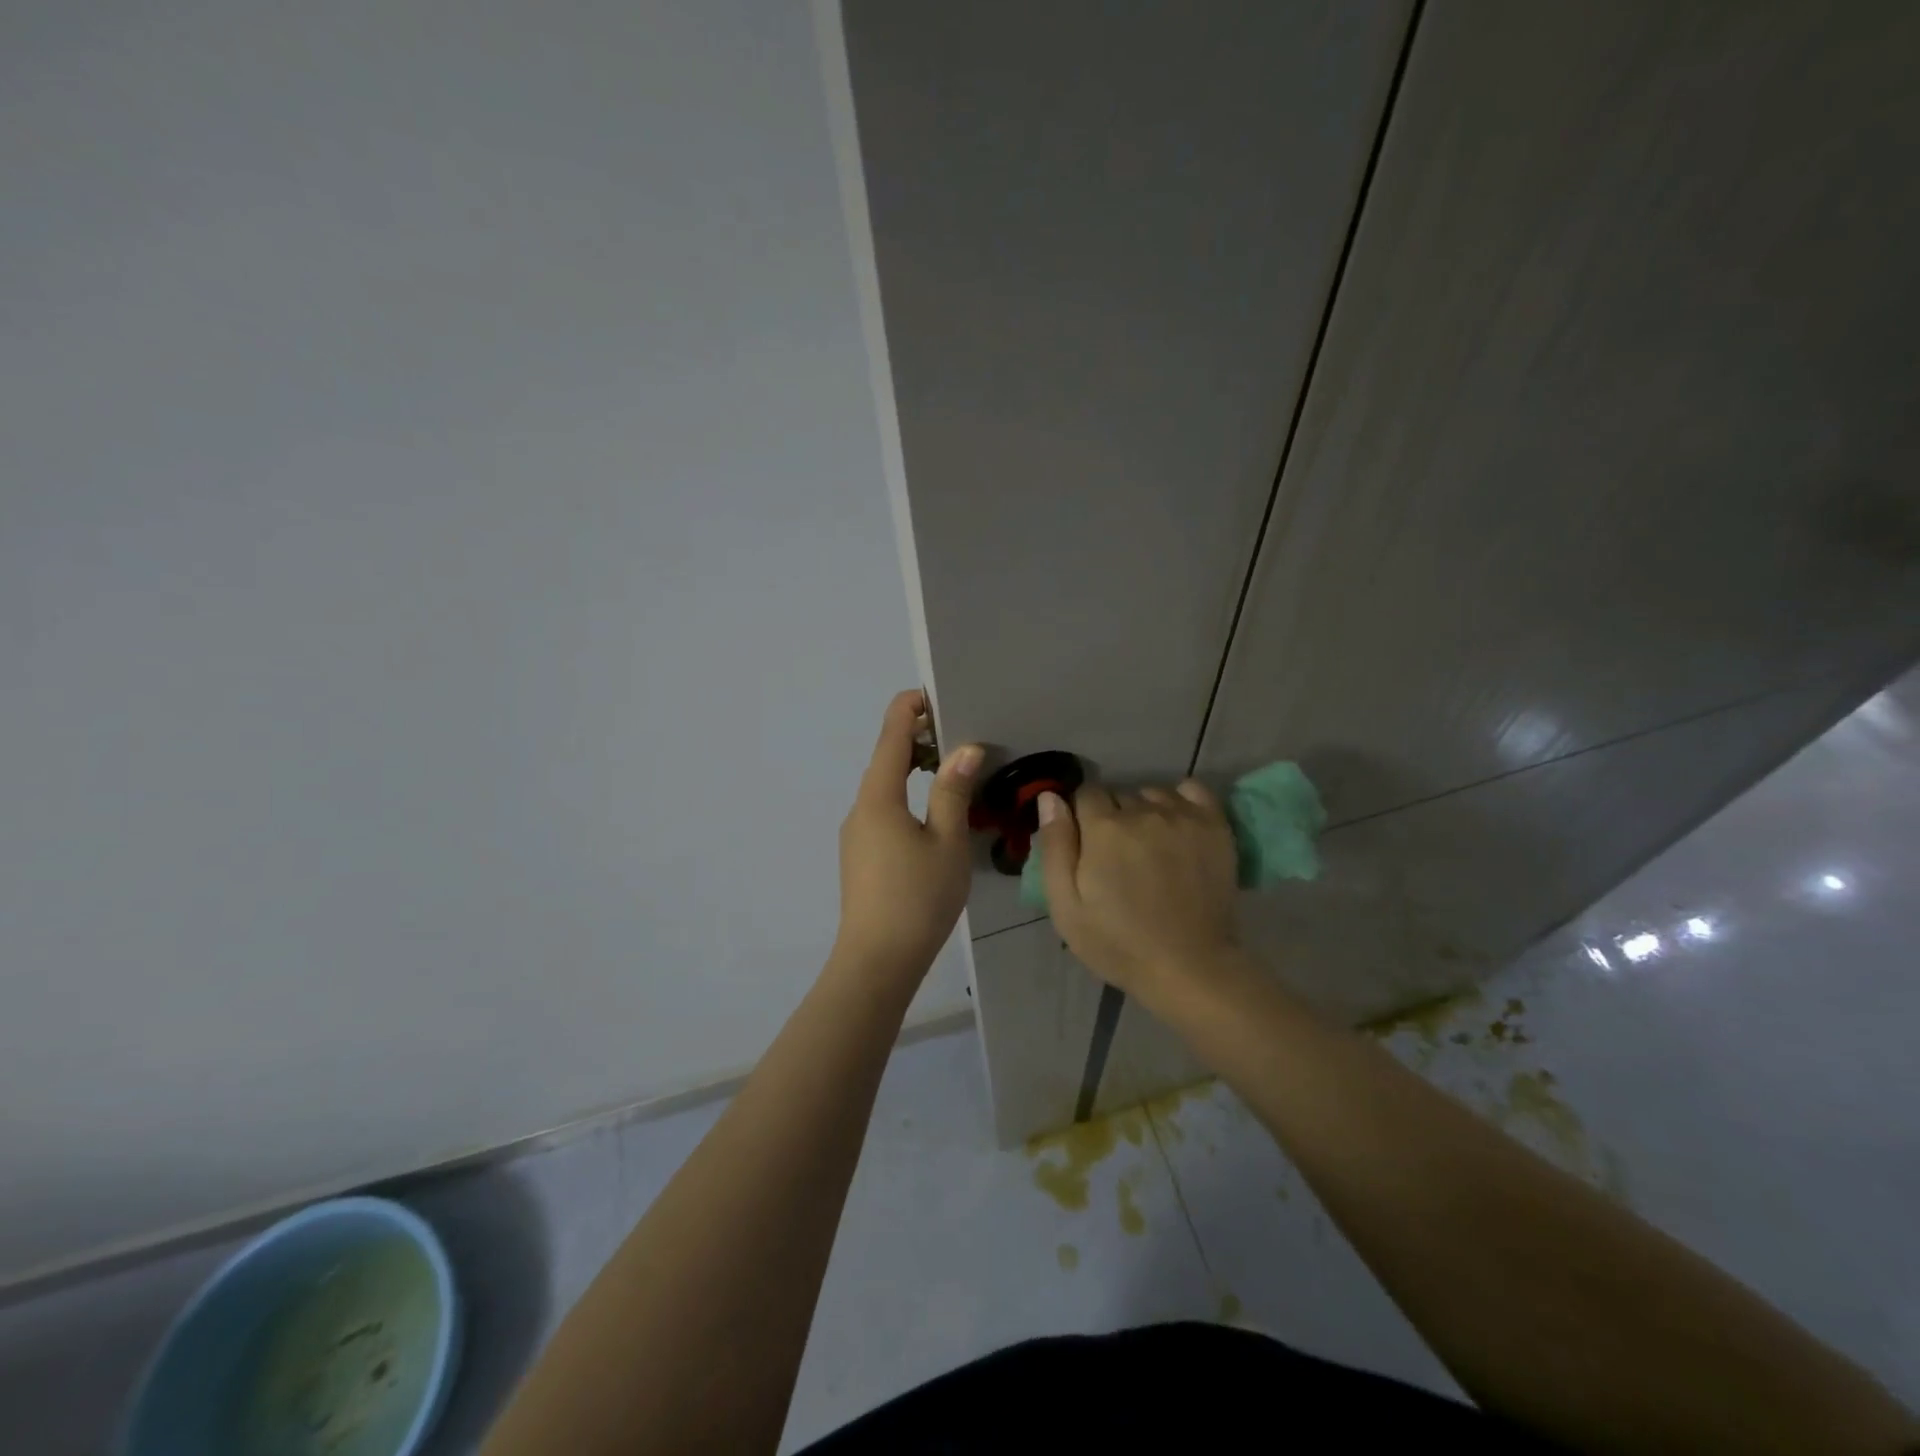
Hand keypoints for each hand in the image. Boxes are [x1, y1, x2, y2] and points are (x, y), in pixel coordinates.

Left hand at [833, 690, 981, 980]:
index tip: (935, 694)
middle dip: (916, 740)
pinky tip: (933, 816)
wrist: (877, 961)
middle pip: (885, 760)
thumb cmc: (918, 897)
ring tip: (952, 771)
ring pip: (885, 789)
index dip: (909, 709)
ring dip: (913, 771)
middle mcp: (860, 808)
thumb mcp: (947, 841)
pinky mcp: (861, 857)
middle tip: (957, 733)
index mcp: (879, 797)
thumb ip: (953, 791)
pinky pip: (883, 812)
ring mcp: (856, 835)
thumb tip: (964, 749)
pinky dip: (907, 797)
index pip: (891, 736)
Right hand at [1034, 780, 1240, 1006]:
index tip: (1088, 846)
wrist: (1189, 967)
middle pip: (1119, 795)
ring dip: (1145, 811)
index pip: (1085, 794)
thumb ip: (1055, 846)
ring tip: (1150, 846)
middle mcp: (1142, 810)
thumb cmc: (1118, 943)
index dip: (1082, 817)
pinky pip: (1192, 789)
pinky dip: (1180, 800)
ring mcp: (1182, 816)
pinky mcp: (1215, 825)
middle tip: (1118, 856)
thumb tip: (1049, 797)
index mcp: (1103, 828)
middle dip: (1113, 817)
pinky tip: (1177, 824)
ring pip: (1152, 793)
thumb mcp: (1066, 906)